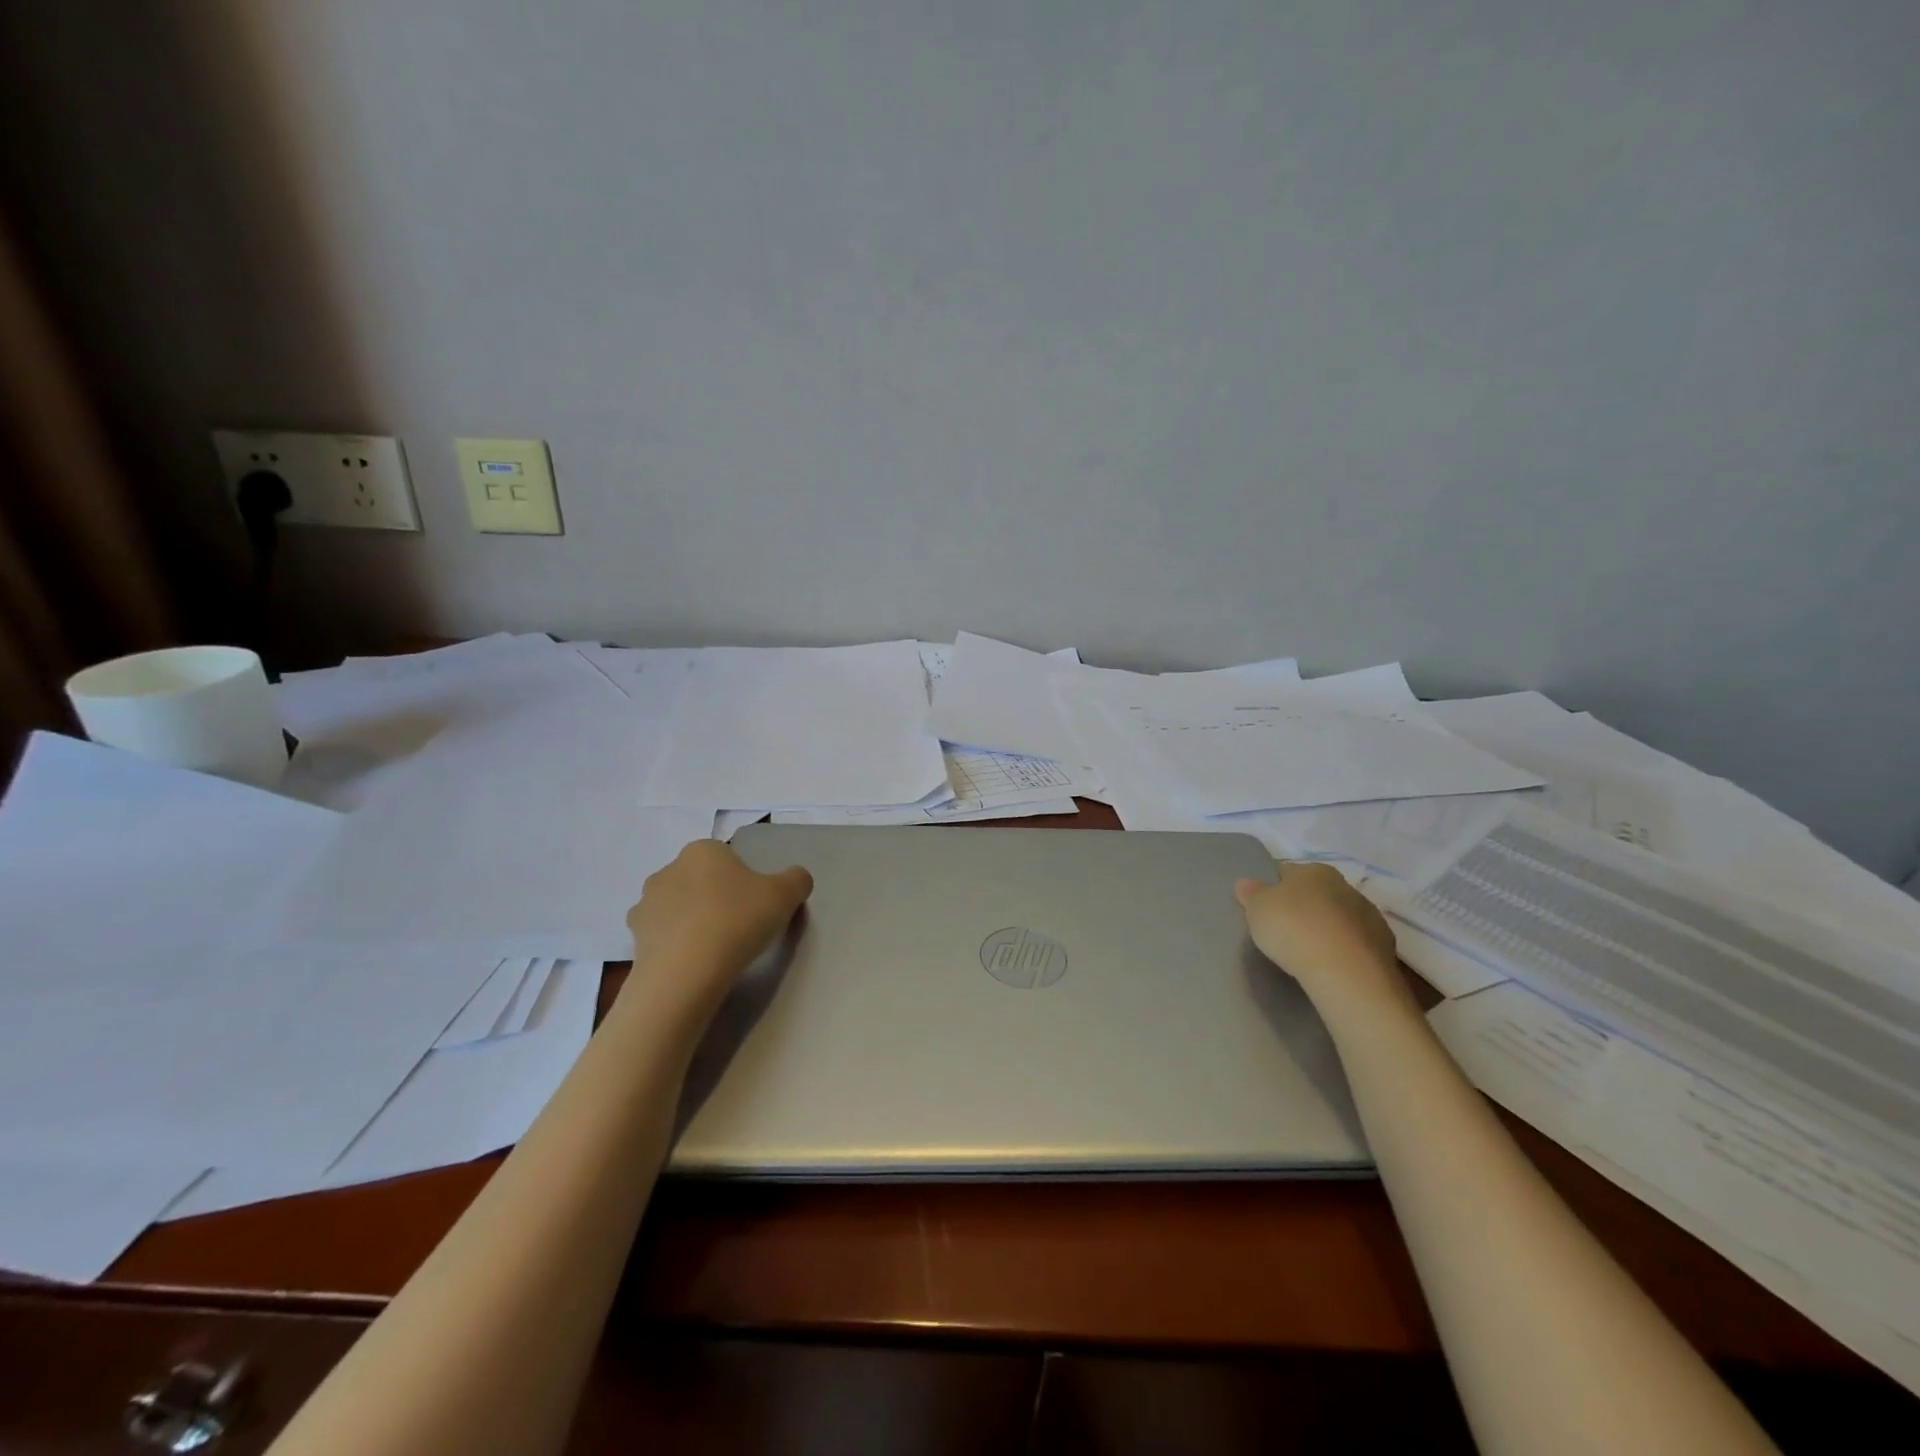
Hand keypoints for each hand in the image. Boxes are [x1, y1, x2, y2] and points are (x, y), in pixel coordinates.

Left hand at [628, 840, 812, 985]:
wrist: (686, 972)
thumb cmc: (738, 920)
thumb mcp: (786, 895)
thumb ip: (796, 879)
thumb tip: (796, 879)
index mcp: (703, 850)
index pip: (727, 859)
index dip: (744, 881)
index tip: (756, 906)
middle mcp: (668, 869)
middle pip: (700, 881)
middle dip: (715, 899)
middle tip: (739, 927)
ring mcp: (646, 904)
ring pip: (678, 908)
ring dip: (692, 921)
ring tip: (715, 950)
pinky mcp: (633, 937)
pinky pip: (662, 936)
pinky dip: (675, 946)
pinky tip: (693, 964)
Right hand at [1234, 863, 1409, 1011]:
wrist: (1345, 971)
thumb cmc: (1293, 929)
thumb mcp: (1257, 910)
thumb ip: (1251, 894)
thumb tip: (1245, 883)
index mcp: (1313, 871)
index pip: (1287, 872)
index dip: (1274, 888)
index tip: (1266, 907)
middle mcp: (1344, 885)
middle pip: (1317, 892)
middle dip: (1304, 906)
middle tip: (1286, 929)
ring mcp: (1369, 915)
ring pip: (1340, 916)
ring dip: (1327, 926)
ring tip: (1310, 950)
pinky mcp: (1384, 945)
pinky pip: (1357, 941)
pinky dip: (1345, 948)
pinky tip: (1332, 964)